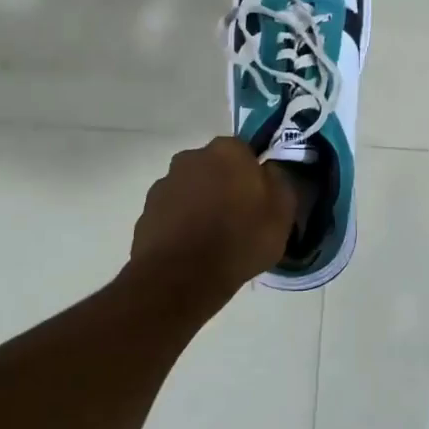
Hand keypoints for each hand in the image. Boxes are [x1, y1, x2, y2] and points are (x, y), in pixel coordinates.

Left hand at [128, 137, 295, 302]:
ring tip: (213, 239)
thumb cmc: (240, 239)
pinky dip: (181, 224)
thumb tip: (270, 171)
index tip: (260, 199)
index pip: (245, 152)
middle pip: (214, 168)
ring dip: (201, 205)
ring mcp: (164, 184)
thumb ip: (280, 182)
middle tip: (238, 218)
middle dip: (224, 186)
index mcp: (227, 151)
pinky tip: (192, 249)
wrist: (182, 277)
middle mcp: (191, 157)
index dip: (253, 175)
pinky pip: (172, 213)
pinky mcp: (146, 212)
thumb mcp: (283, 212)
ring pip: (191, 189)